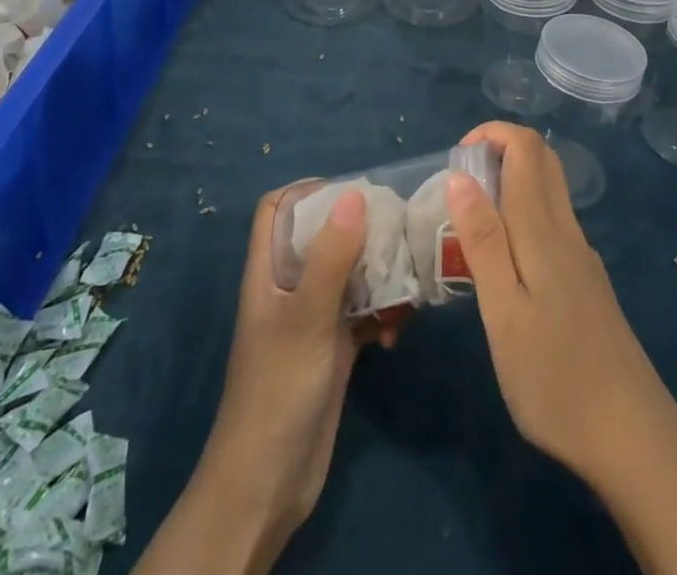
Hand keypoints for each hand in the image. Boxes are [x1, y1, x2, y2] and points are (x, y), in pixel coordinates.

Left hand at [135, 181, 398, 574]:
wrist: (269, 485)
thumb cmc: (279, 389)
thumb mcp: (307, 317)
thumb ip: (332, 257)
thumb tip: (355, 193)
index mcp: (269, 271)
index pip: (277, 209)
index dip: (306, 191)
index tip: (350, 190)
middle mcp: (289, 287)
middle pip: (321, 236)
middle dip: (358, 228)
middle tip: (396, 227)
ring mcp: (312, 318)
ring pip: (348, 274)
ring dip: (378, 274)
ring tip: (407, 280)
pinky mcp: (333, 348)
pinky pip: (362, 312)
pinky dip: (382, 313)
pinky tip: (399, 331)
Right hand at [448, 124, 676, 574]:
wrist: (632, 436)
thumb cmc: (555, 378)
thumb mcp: (504, 313)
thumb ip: (482, 240)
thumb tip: (459, 175)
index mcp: (543, 230)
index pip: (525, 147)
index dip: (491, 133)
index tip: (456, 159)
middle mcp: (566, 230)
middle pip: (542, 159)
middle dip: (500, 150)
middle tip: (460, 187)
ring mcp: (581, 255)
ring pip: (549, 190)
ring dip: (510, 182)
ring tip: (472, 226)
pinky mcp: (587, 280)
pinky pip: (554, 221)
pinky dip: (524, 213)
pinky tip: (505, 264)